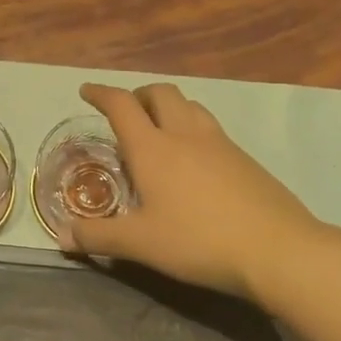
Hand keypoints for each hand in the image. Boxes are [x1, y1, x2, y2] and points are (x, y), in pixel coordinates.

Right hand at [71, 82, 340, 301]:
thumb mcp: (140, 244)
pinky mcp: (245, 159)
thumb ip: (98, 237)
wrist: (277, 249)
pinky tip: (195, 161)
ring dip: (170, 107)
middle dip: (139, 94)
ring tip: (161, 130)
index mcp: (153, 148)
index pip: (121, 105)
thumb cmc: (198, 241)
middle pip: (161, 93)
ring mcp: (220, 143)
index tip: (87, 90)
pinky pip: (212, 128)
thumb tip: (62, 235)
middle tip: (128, 113)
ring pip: (191, 106)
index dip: (101, 93)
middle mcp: (185, 135)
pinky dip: (193, 129)